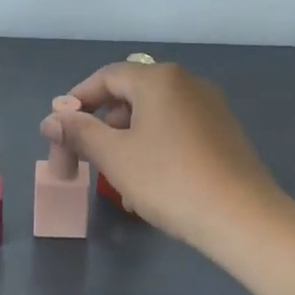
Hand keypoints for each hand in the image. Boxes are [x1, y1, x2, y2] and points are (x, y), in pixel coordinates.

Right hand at [40, 59, 284, 247]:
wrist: (243, 218)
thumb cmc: (170, 180)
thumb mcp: (115, 157)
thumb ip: (80, 133)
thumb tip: (52, 119)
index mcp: (159, 78)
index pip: (106, 77)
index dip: (76, 100)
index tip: (58, 129)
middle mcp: (186, 82)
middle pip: (130, 95)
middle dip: (102, 126)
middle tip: (85, 158)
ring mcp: (210, 106)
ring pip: (154, 116)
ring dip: (127, 141)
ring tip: (116, 180)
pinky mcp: (224, 132)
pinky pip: (177, 130)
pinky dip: (155, 147)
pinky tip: (149, 184)